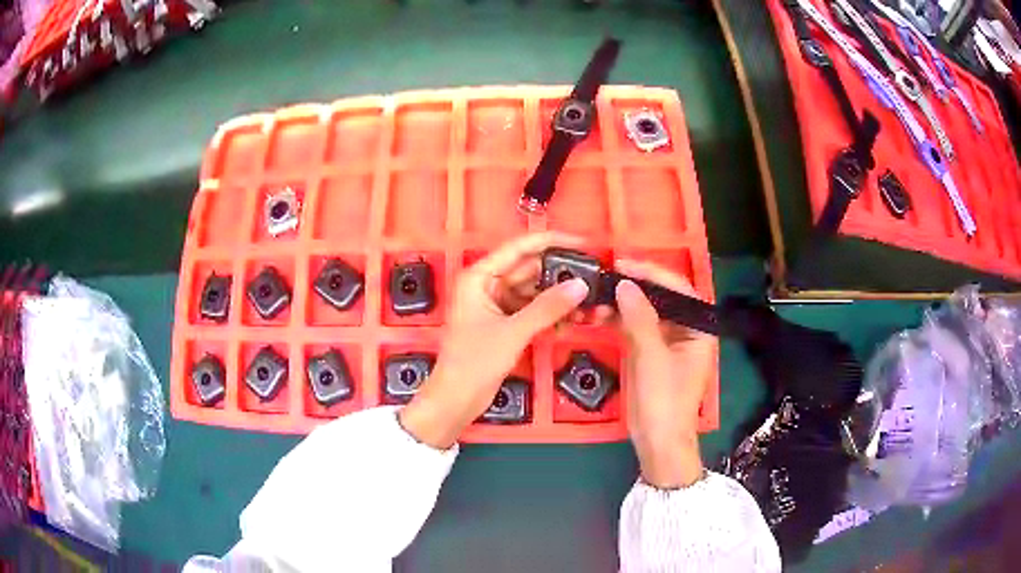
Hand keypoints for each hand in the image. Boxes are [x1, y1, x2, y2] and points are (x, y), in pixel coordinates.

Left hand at [399, 233, 589, 448]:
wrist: (456, 400)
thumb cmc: (473, 362)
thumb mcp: (513, 332)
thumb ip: (547, 307)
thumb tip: (580, 286)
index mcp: (480, 277)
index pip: (519, 248)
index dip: (552, 241)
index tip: (582, 242)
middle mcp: (488, 285)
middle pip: (531, 270)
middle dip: (561, 276)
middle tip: (594, 278)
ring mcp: (498, 305)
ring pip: (535, 292)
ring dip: (560, 299)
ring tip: (590, 304)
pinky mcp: (506, 324)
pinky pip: (534, 311)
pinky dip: (552, 315)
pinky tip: (574, 321)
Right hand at [614, 260, 715, 488]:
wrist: (657, 441)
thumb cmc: (665, 401)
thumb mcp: (652, 358)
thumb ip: (640, 319)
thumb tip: (625, 284)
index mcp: (699, 328)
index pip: (678, 289)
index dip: (652, 272)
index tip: (623, 264)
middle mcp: (685, 329)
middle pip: (660, 297)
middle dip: (633, 286)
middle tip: (605, 276)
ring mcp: (665, 341)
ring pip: (644, 311)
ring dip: (621, 304)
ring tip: (595, 298)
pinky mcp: (648, 352)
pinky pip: (633, 328)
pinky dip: (616, 320)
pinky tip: (597, 314)